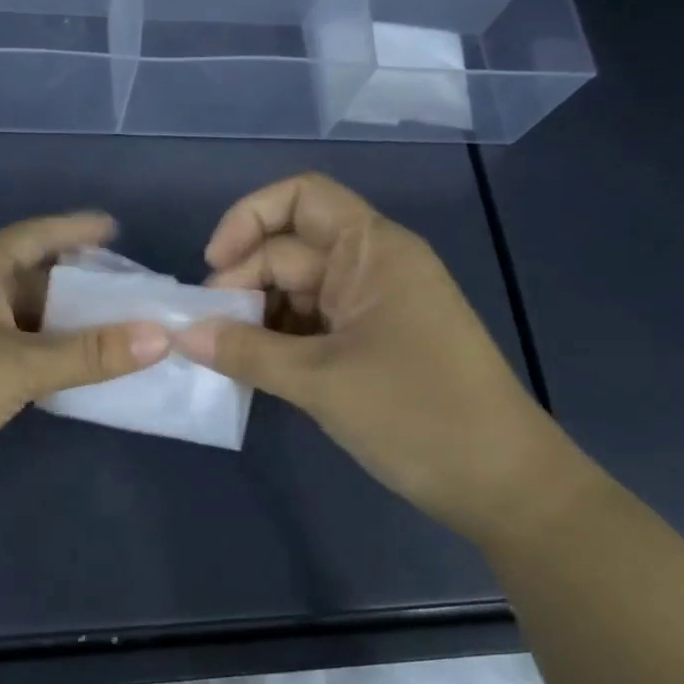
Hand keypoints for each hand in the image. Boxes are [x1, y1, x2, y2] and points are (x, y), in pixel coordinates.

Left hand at [0, 213, 170, 532]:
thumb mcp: (20, 364)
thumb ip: (90, 353)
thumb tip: (161, 336)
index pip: (34, 235)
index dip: (74, 229)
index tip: (114, 229)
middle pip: (29, 277)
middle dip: (77, 283)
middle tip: (129, 290)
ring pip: (20, 320)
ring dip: (62, 326)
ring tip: (113, 330)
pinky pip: (9, 354)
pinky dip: (42, 358)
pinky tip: (71, 371)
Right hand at [174, 173, 580, 534]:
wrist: (503, 485)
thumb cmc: (419, 416)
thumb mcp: (321, 381)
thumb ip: (245, 352)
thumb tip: (180, 333)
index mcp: (372, 251)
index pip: (299, 198)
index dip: (247, 219)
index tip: (213, 268)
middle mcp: (370, 266)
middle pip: (286, 249)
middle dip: (241, 284)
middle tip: (206, 335)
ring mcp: (370, 307)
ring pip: (293, 291)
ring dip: (254, 318)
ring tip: (222, 358)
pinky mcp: (368, 344)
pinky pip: (308, 326)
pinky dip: (276, 343)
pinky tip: (250, 371)